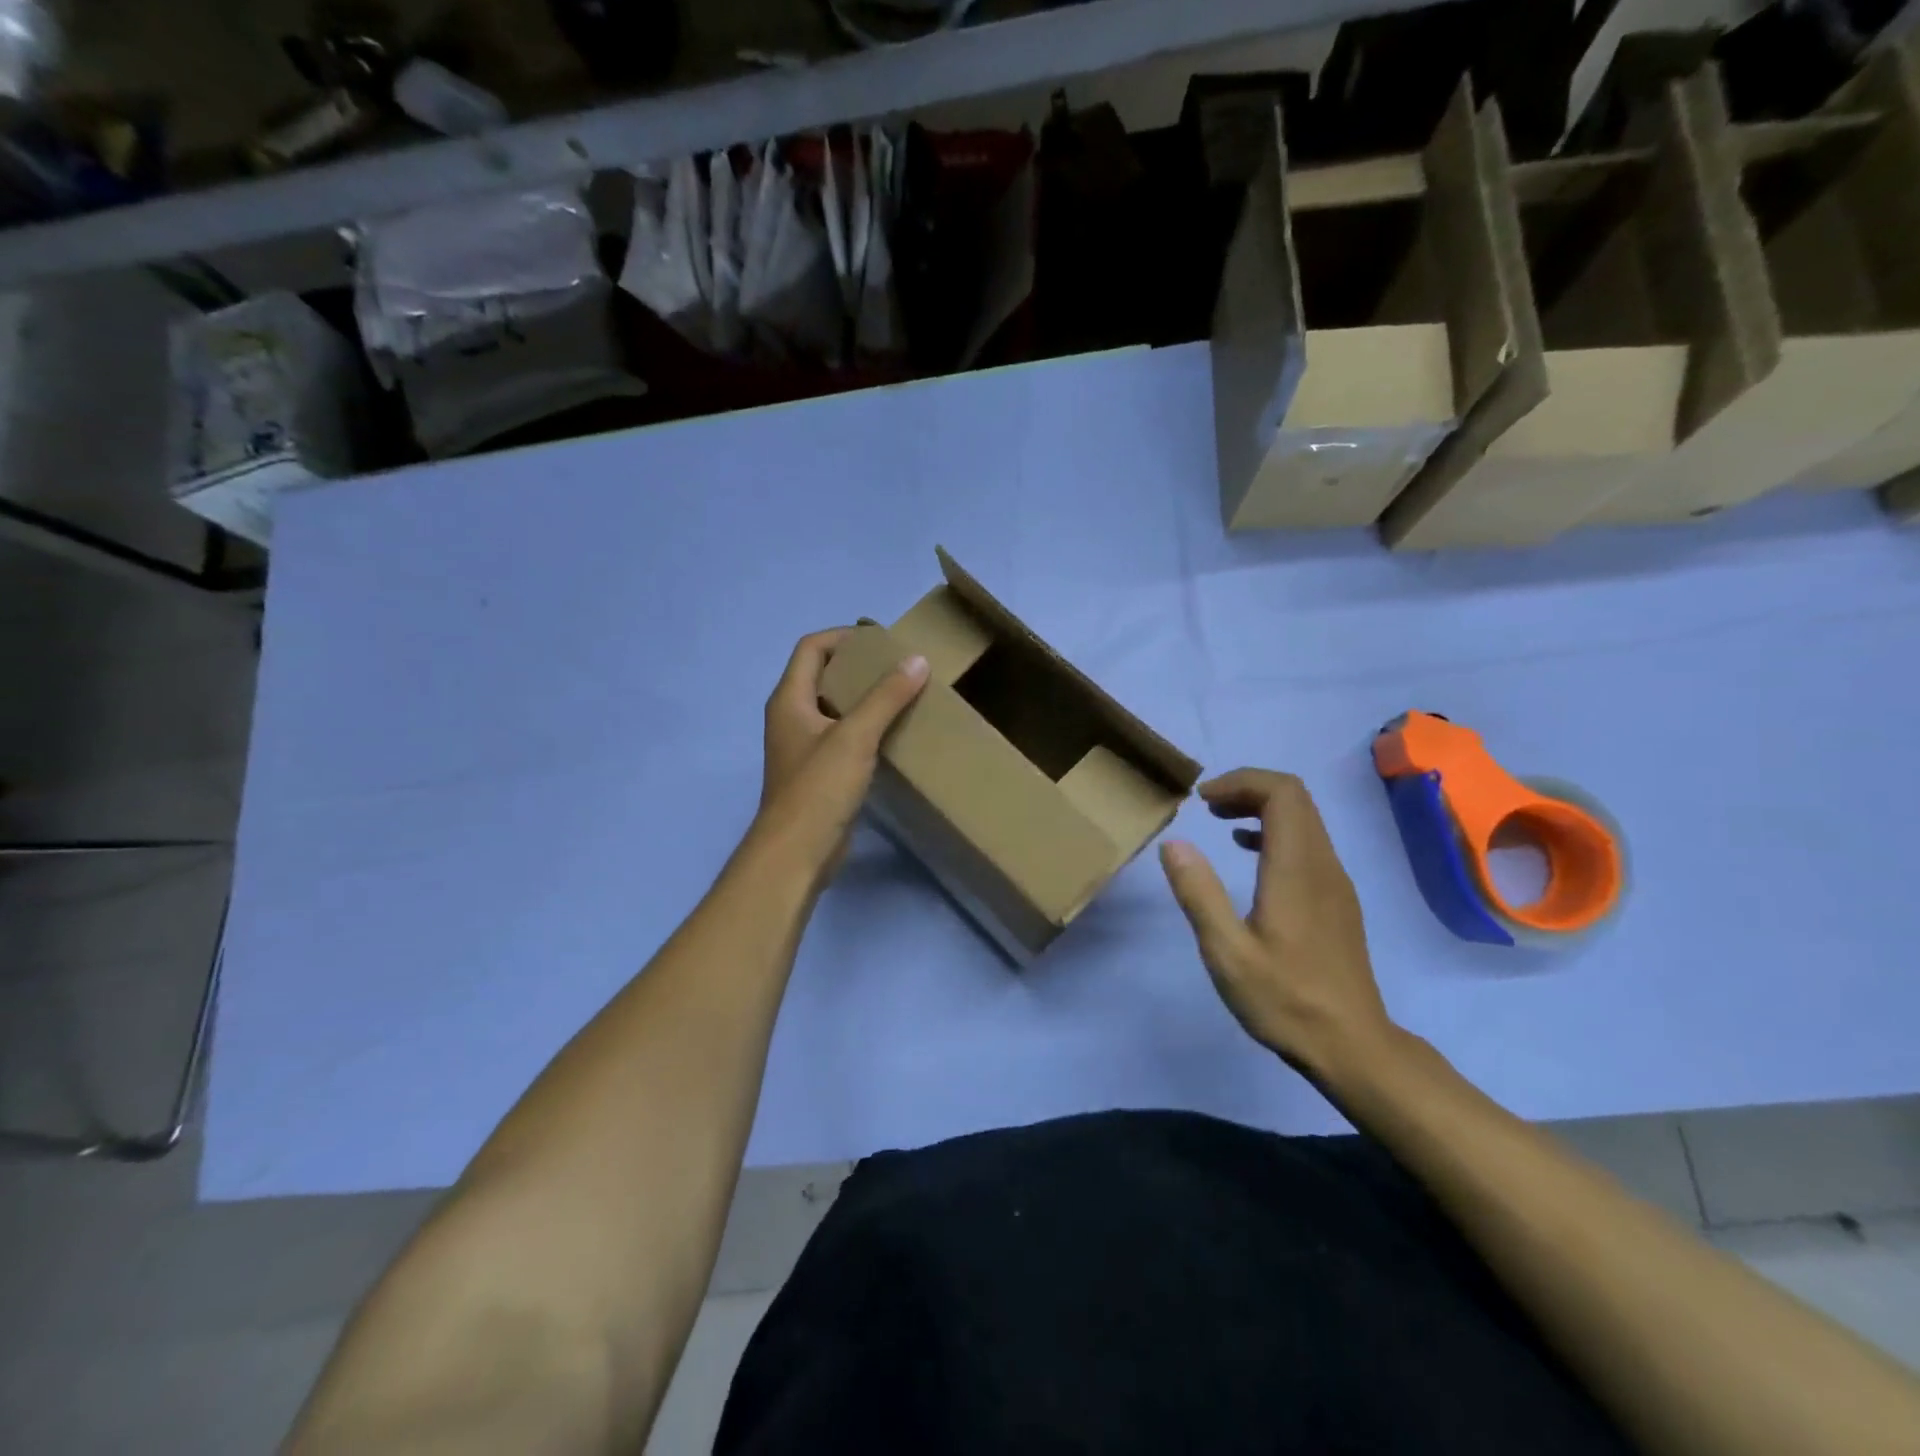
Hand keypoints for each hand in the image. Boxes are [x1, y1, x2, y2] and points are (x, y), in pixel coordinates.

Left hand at [755, 628, 928, 878]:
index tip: (882, 641)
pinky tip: (894, 734)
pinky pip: (843, 737)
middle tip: (899, 666)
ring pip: (835, 708)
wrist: (798, 853)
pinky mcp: (819, 773)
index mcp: (789, 699)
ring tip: (903, 695)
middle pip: (822, 675)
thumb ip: (886, 697)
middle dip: (859, 666)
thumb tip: (917, 660)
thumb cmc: (819, 788)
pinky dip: (866, 728)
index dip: (844, 636)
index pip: (812, 648)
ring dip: (865, 698)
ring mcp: (804, 747)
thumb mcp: (855, 736)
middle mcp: (792, 717)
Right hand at [1159, 769, 1394, 1080]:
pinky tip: (1250, 857)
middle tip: (1208, 808)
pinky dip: (1276, 833)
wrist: (1353, 1046)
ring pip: (1305, 819)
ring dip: (1262, 808)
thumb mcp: (1227, 952)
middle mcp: (1323, 865)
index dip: (1241, 782)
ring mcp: (1336, 882)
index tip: (1203, 801)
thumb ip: (1199, 893)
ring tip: (1221, 825)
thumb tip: (1174, 843)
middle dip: (1249, 789)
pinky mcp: (1337, 899)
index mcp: (1297, 869)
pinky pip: (1309, 843)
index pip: (1282, 793)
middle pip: (1295, 798)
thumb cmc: (1285, 999)